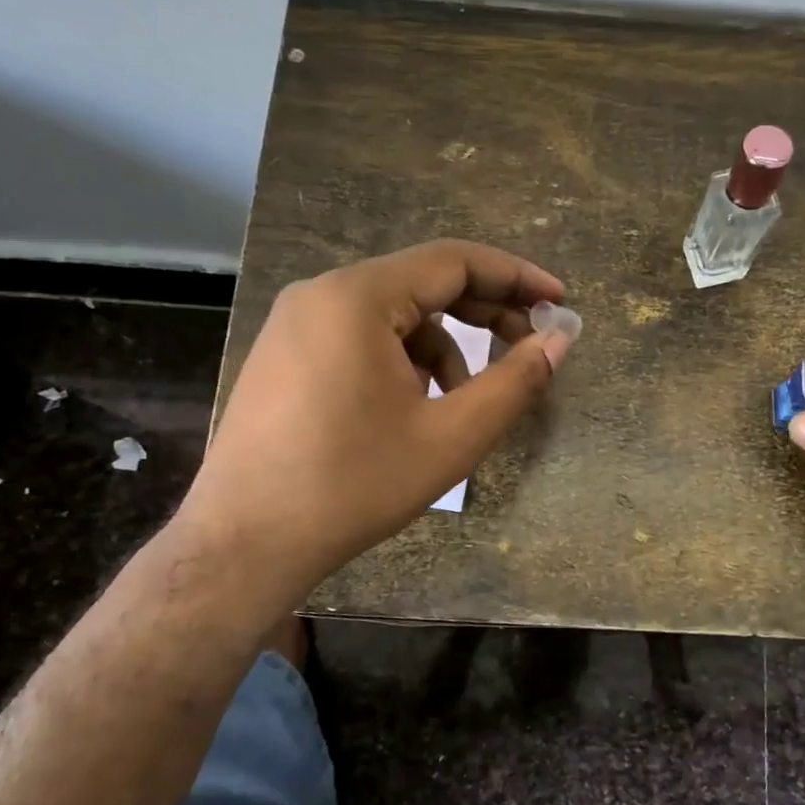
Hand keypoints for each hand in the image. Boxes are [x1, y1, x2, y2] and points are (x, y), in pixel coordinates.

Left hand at [179, 240, 571, 591]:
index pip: (455, 261)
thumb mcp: (451, 437)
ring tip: (465, 401)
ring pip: (394, 315)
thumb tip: (560, 340)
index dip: (516, 278)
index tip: (560, 301)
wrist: (244, 544)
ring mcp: (296, 325)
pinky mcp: (286, 356)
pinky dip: (403, 360)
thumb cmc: (353, 486)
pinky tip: (414, 409)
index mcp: (358, 297)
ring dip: (445, 346)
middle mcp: (321, 294)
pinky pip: (361, 338)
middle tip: (531, 348)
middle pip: (424, 283)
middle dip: (485, 313)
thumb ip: (515, 382)